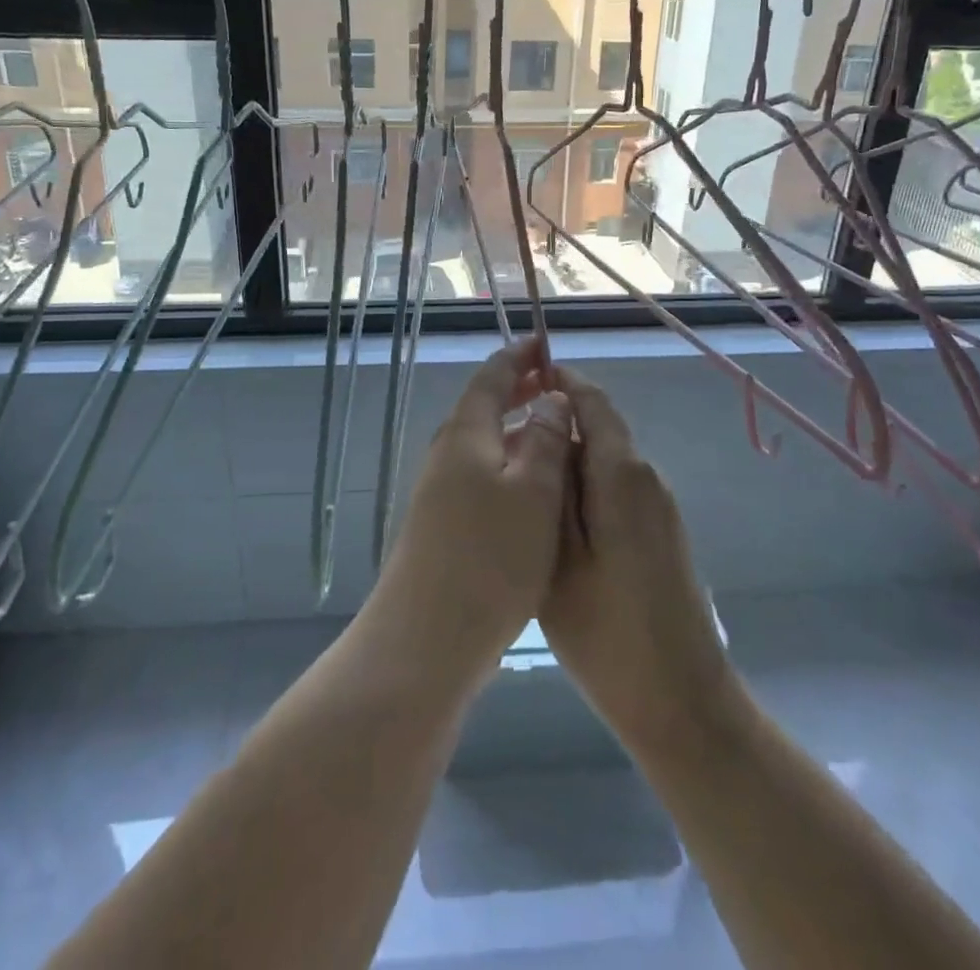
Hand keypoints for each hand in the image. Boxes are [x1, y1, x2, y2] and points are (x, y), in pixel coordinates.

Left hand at [362, 337, 573, 691]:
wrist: (427, 636)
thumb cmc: (490, 557)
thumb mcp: (534, 493)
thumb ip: (546, 440)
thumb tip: (551, 397)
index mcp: (466, 434)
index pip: (491, 377)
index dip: (518, 357)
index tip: (544, 342)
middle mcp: (447, 453)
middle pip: (482, 406)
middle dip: (517, 388)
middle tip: (552, 381)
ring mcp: (439, 489)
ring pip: (482, 441)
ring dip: (514, 425)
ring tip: (550, 428)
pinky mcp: (442, 522)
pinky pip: (479, 472)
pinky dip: (507, 460)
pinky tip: (529, 485)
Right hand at [540, 368, 734, 750]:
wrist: (682, 703)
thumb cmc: (608, 634)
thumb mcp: (558, 557)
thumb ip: (551, 486)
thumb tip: (545, 429)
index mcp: (622, 475)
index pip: (592, 402)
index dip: (560, 380)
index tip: (521, 375)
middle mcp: (647, 479)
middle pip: (598, 428)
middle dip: (553, 422)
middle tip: (502, 441)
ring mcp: (658, 507)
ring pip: (604, 460)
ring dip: (565, 457)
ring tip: (517, 479)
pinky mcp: (659, 533)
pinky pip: (615, 488)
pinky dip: (582, 486)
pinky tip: (550, 518)